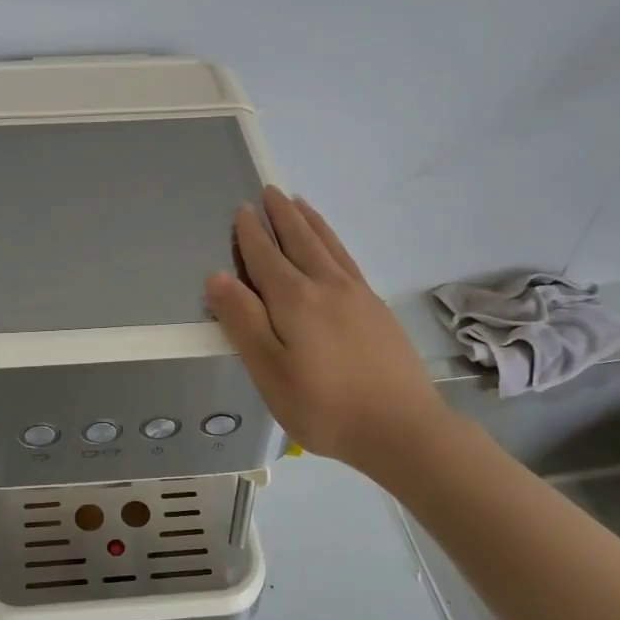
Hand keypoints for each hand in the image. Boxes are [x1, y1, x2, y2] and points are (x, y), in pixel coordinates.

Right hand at [206, 188, 445, 473]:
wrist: (402, 428)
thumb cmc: (324, 406)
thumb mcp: (269, 371)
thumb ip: (243, 321)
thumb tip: (217, 276)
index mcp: (294, 300)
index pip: (265, 257)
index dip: (251, 233)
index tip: (242, 209)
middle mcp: (326, 286)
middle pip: (299, 241)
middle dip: (281, 215)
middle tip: (270, 190)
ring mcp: (357, 294)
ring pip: (327, 245)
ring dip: (309, 221)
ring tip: (299, 202)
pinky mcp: (377, 308)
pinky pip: (348, 259)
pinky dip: (334, 241)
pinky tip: (333, 247)